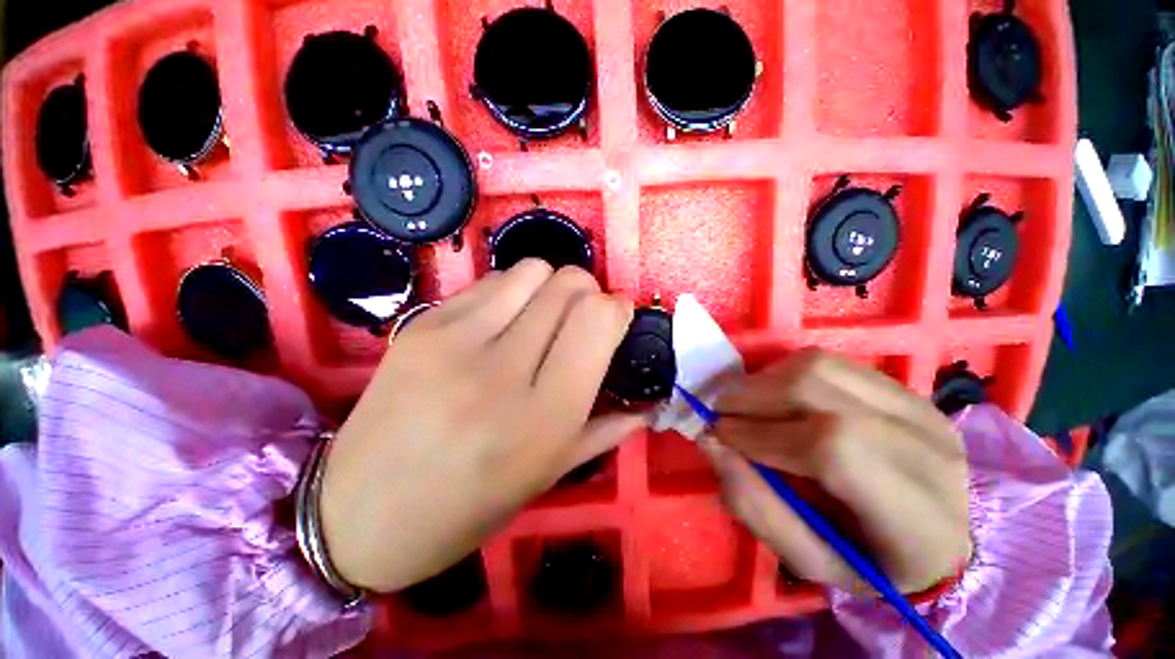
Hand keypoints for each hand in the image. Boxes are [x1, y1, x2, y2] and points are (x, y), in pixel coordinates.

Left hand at [319, 260, 643, 591]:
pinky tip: (502, 321)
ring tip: (541, 317)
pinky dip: (511, 291)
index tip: (615, 318)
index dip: (616, 308)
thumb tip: (648, 403)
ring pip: (532, 270)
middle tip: (579, 319)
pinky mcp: (423, 325)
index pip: (598, 319)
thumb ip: (605, 430)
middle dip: (587, 292)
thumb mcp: (547, 475)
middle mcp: (503, 371)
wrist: (359, 515)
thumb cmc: (467, 507)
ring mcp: (455, 341)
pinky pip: (490, 280)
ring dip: (550, 286)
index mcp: (544, 417)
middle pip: (569, 284)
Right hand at [701, 349, 971, 593]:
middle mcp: (928, 449)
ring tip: (744, 406)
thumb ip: (756, 506)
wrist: (937, 538)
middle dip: (752, 398)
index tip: (720, 436)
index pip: (833, 447)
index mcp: (919, 517)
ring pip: (821, 367)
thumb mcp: (809, 561)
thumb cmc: (869, 562)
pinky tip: (774, 397)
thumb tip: (710, 442)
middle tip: (722, 415)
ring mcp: (920, 408)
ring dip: (764, 381)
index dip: (762, 434)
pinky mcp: (904, 388)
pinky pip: (829, 362)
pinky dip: (784, 372)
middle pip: (820, 391)